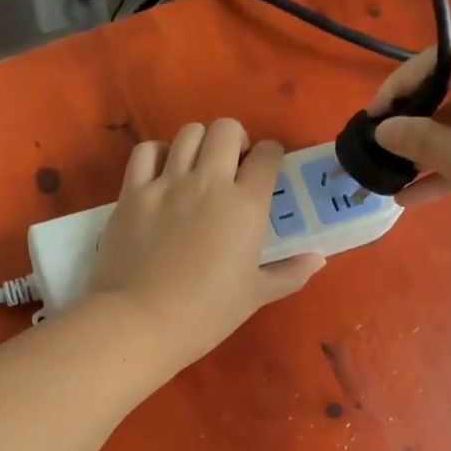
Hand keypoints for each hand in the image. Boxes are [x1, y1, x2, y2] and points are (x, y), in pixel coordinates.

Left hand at [85, 119, 324, 370]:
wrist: (141, 321)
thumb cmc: (205, 313)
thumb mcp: (255, 296)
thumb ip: (289, 273)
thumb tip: (318, 258)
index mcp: (245, 205)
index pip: (267, 154)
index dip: (270, 157)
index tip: (266, 171)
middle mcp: (208, 182)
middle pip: (226, 129)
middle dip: (235, 140)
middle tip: (231, 167)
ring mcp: (166, 184)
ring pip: (188, 133)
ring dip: (199, 144)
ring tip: (197, 169)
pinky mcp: (132, 193)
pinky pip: (146, 152)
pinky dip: (157, 155)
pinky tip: (161, 175)